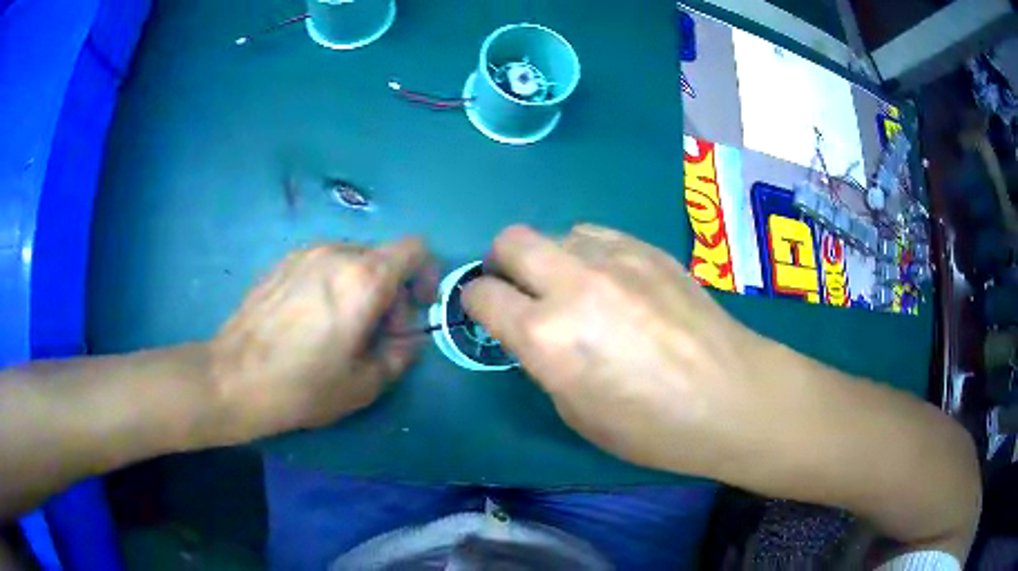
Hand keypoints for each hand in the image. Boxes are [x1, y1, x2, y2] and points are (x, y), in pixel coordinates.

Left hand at [209, 238, 434, 441]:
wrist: (233, 377)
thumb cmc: (303, 385)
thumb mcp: (364, 385)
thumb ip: (400, 355)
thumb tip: (408, 338)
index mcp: (363, 278)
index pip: (415, 249)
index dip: (426, 275)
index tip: (416, 309)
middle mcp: (336, 252)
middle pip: (383, 257)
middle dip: (391, 291)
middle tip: (375, 333)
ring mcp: (304, 253)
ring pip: (352, 259)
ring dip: (361, 287)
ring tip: (341, 327)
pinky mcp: (281, 261)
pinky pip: (323, 263)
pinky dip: (333, 283)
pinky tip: (311, 319)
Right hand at [463, 225, 773, 474]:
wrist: (731, 395)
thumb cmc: (652, 427)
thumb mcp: (577, 412)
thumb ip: (544, 361)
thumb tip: (535, 332)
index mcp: (547, 336)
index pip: (482, 295)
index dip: (476, 303)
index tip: (487, 313)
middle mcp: (573, 284)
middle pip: (510, 240)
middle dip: (502, 263)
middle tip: (520, 290)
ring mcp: (615, 258)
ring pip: (557, 233)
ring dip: (551, 258)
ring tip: (577, 288)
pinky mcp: (648, 248)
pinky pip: (598, 235)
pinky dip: (589, 253)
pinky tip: (614, 281)